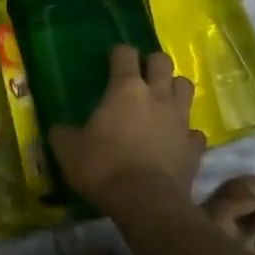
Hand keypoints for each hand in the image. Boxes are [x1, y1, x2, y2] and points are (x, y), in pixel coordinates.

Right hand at [50, 46, 204, 212]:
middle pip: (162, 62)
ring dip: (174, 89)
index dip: (118, 53)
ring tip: (162, 100)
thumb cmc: (103, 167)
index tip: (112, 58)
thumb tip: (59, 129)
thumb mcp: (69, 150)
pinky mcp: (194, 146)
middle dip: (152, 63)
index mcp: (125, 90)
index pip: (125, 55)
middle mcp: (157, 96)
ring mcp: (180, 120)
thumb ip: (64, 134)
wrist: (145, 201)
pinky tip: (176, 139)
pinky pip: (194, 131)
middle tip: (140, 75)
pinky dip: (186, 132)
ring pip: (185, 87)